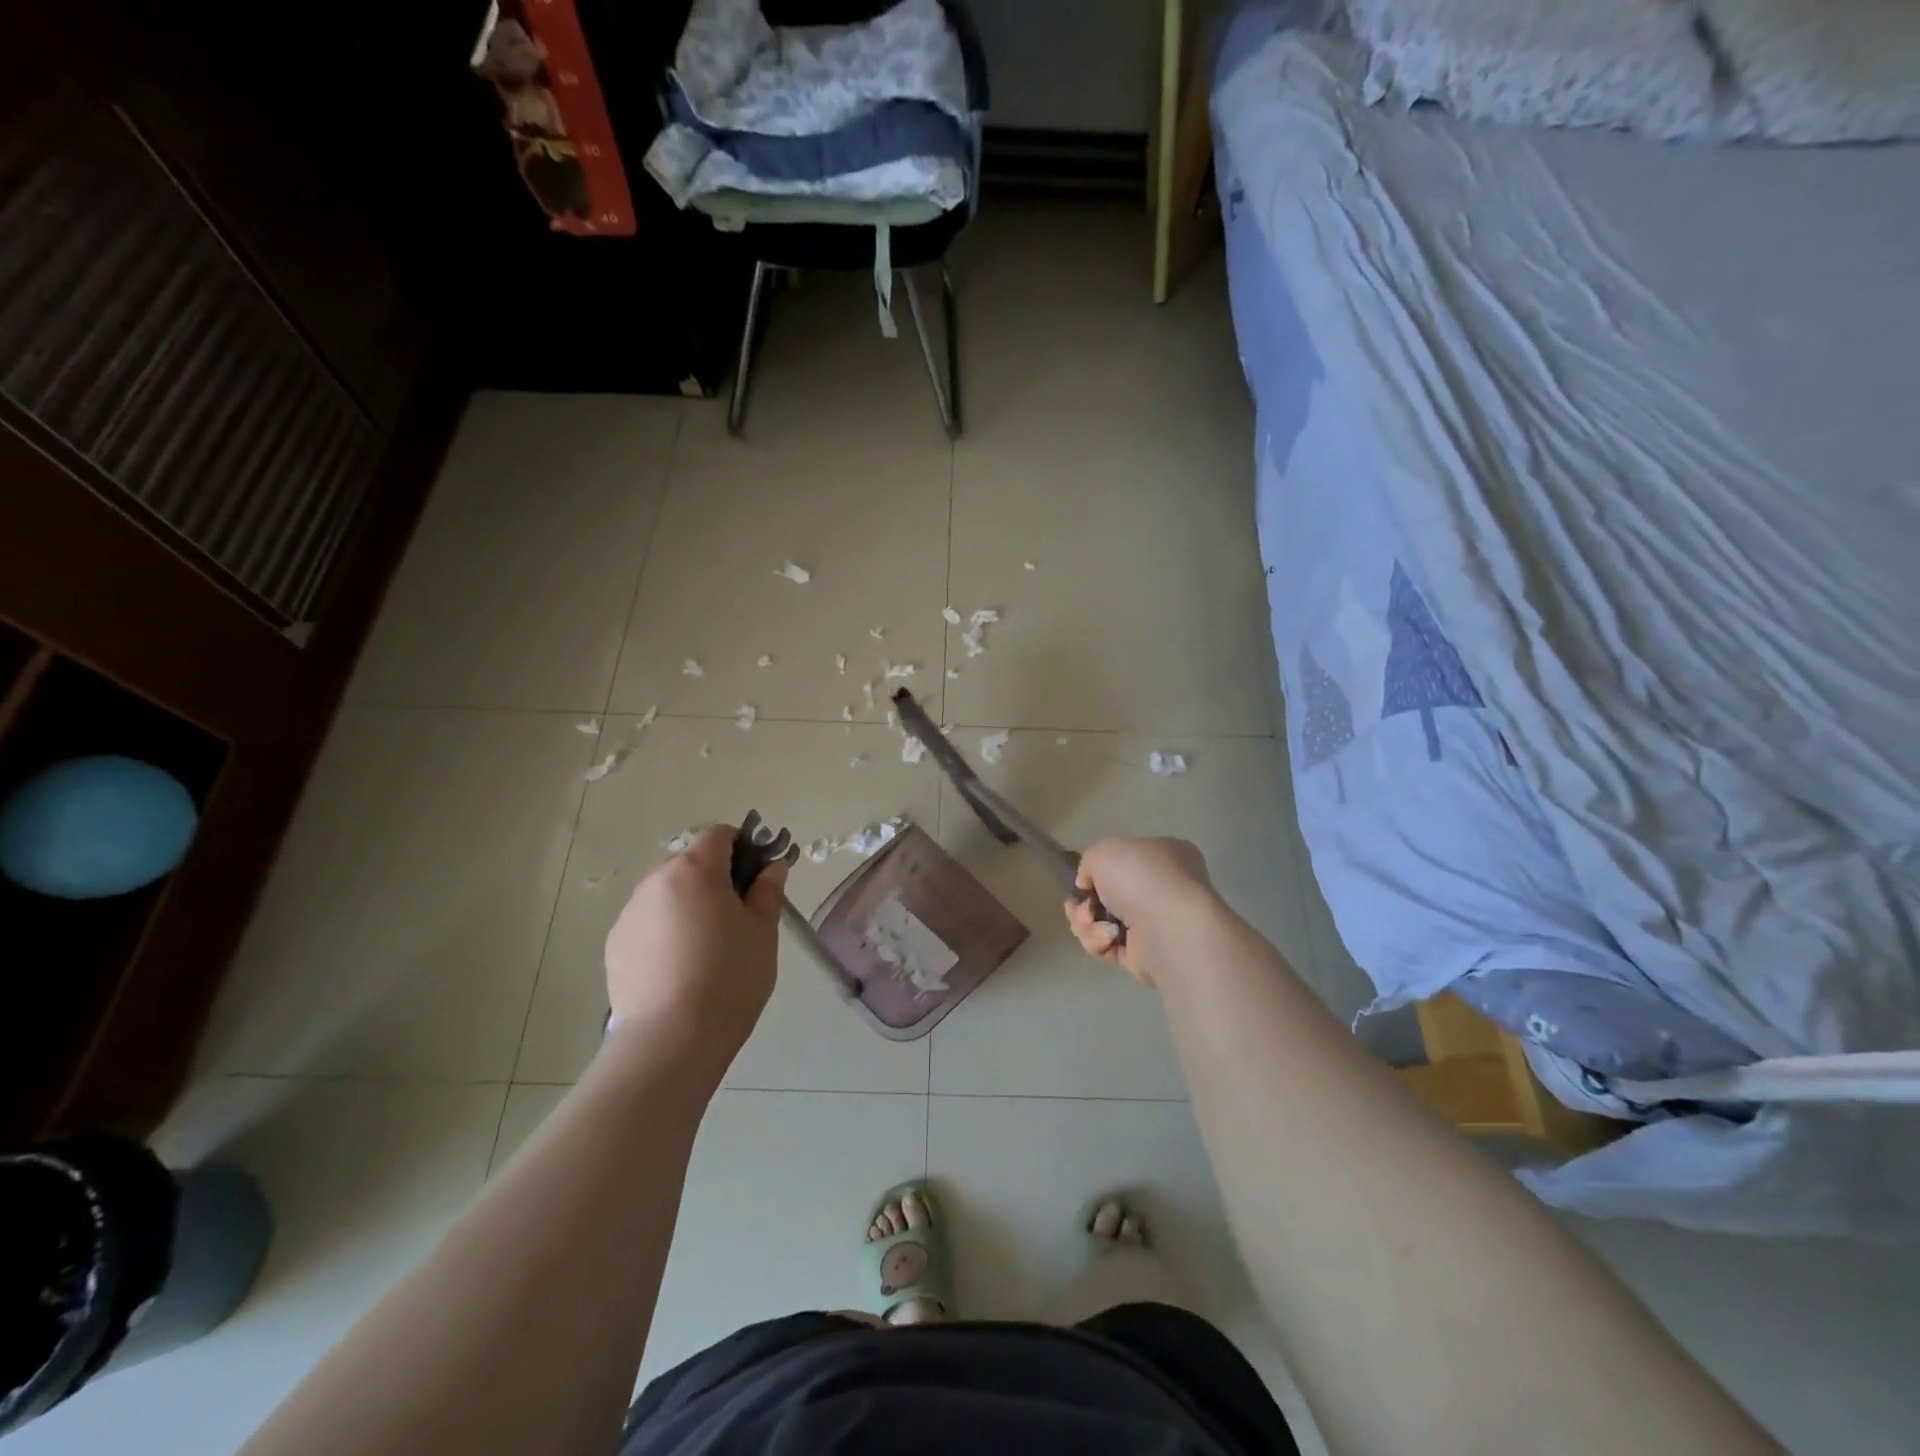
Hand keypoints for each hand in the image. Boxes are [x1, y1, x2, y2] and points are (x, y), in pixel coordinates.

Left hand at [604, 825, 787, 1052]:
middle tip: (737, 918)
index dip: (742, 847)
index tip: (757, 878)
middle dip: (715, 880)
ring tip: (706, 950)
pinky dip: (665, 933)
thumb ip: (767, 891)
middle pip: (691, 865)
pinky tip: (679, 969)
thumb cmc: (730, 976)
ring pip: (667, 895)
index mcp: (695, 870)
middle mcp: (655, 882)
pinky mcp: (614, 945)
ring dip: (688, 906)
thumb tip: (772, 867)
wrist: (672, 1039)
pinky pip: (648, 924)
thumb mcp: (763, 931)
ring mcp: (629, 914)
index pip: (719, 834)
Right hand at [1065, 836, 1214, 985]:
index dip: (1098, 871)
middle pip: (1107, 895)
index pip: (1125, 861)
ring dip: (1086, 923)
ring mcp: (1155, 924)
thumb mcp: (1103, 851)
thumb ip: (1089, 862)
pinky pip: (1108, 946)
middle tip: (1078, 906)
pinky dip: (1100, 942)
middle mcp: (1163, 889)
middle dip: (1085, 903)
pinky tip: (1108, 939)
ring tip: (1091, 922)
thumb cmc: (1141, 877)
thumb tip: (1088, 885)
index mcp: (1164, 856)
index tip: (1083, 880)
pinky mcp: (1145, 955)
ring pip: (1102, 922)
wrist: (1168, 927)